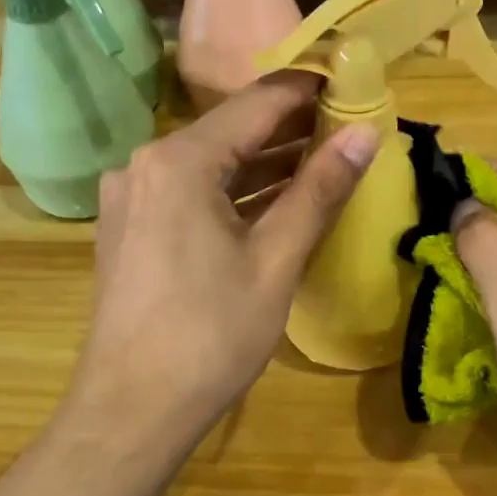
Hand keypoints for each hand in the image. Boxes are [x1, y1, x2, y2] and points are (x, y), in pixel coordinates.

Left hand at [65, 72, 378, 448]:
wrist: (132, 411)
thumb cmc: (210, 336)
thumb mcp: (275, 261)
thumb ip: (319, 191)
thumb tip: (367, 134)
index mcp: (179, 161)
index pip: (256, 103)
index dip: (308, 91)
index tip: (352, 84)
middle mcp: (145, 165)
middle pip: (229, 131)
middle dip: (289, 130)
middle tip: (348, 129)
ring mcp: (131, 198)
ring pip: (209, 164)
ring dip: (262, 164)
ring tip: (322, 162)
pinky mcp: (129, 229)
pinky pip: (189, 193)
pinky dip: (232, 193)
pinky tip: (272, 202)